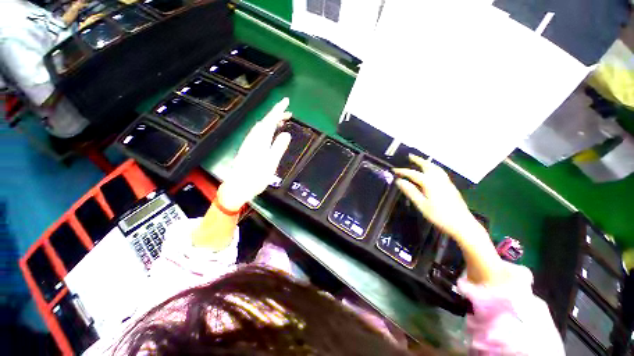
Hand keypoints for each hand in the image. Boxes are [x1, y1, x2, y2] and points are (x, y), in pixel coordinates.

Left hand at [218, 98, 291, 210]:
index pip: (270, 120)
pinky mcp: (248, 147)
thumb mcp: (271, 164)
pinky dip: (267, 128)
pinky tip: (270, 132)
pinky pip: (259, 132)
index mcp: (260, 140)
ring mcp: (249, 142)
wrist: (238, 187)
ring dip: (272, 121)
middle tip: (289, 113)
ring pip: (262, 126)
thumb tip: (286, 133)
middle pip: (265, 121)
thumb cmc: (256, 178)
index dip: (278, 109)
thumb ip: (278, 147)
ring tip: (282, 120)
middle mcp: (253, 138)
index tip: (286, 101)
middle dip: (276, 114)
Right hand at [393, 155, 478, 241]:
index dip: (402, 171)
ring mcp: (446, 182)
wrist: (462, 224)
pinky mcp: (451, 186)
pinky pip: (440, 171)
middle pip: (427, 166)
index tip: (393, 169)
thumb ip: (410, 191)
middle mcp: (439, 179)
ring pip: (436, 168)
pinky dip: (433, 167)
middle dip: (418, 160)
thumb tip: (399, 181)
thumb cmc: (439, 216)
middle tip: (409, 156)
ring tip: (420, 160)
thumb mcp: (421, 205)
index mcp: (430, 183)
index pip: (413, 174)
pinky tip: (432, 171)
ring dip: (426, 162)